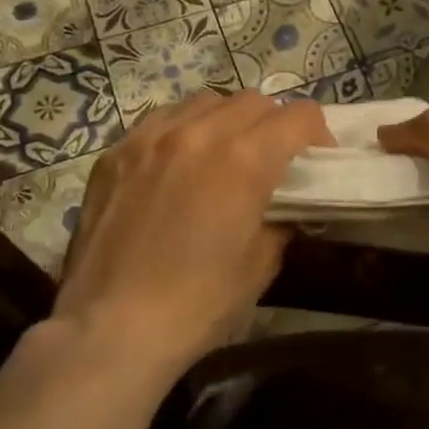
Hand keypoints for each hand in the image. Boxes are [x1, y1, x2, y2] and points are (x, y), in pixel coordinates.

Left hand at [50, 90, 331, 374]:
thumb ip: (280, 220)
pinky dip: (184, 130)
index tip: (317, 158)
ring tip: (225, 154)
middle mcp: (200, 133)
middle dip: (275, 124)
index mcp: (245, 159)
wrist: (111, 328)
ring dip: (228, 120)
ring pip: (206, 101)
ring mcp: (151, 137)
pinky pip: (162, 119)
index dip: (318, 133)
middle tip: (273, 158)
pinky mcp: (116, 152)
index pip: (299, 116)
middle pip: (254, 101)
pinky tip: (179, 162)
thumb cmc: (198, 303)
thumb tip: (283, 207)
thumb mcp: (261, 264)